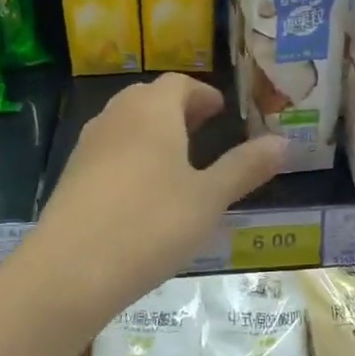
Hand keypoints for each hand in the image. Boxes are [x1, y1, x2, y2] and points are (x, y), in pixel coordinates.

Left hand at [28, 75, 286, 321]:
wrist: (70, 271)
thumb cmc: (151, 225)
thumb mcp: (210, 198)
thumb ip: (246, 167)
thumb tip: (284, 142)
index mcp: (153, 112)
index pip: (179, 83)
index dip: (202, 93)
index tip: (220, 111)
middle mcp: (117, 117)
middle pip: (149, 98)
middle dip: (178, 108)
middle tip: (203, 128)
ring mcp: (89, 146)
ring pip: (125, 122)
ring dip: (153, 130)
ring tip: (176, 158)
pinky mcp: (72, 175)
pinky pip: (109, 149)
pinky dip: (131, 154)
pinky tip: (143, 191)